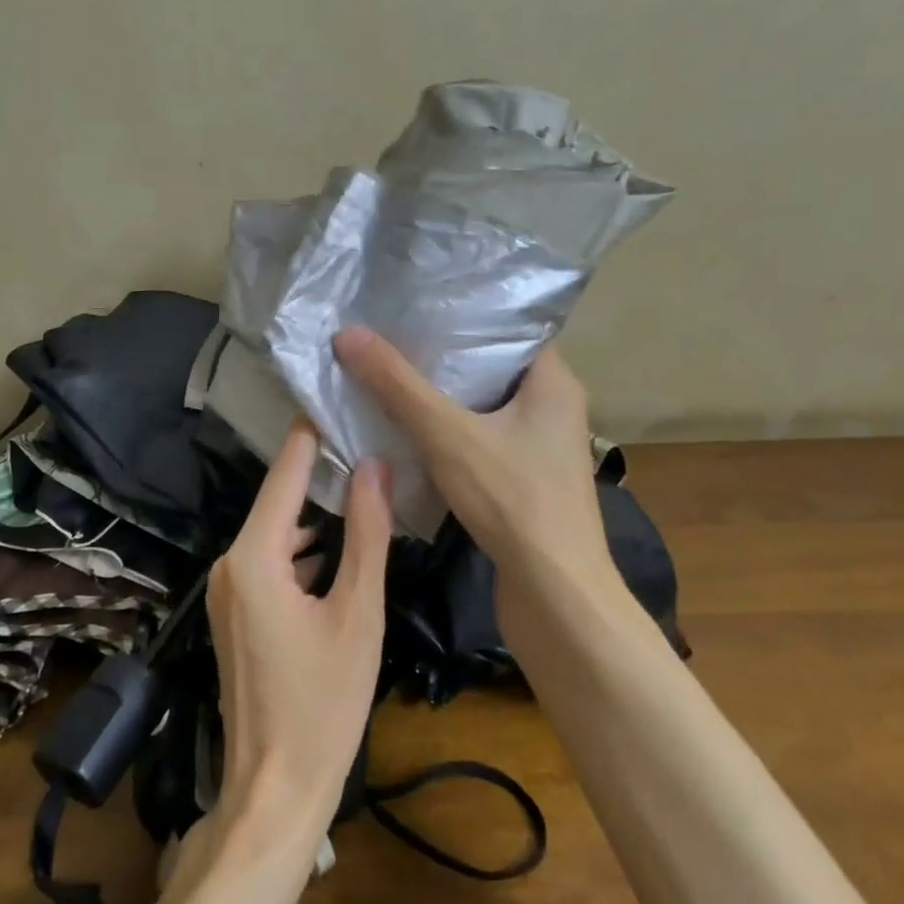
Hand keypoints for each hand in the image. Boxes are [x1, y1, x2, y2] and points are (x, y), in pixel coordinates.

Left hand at [208, 419, 390, 836]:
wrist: (275, 791)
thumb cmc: (324, 704)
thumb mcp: (358, 613)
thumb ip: (366, 534)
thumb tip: (373, 465)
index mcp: (254, 556)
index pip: (286, 472)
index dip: (313, 433)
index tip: (341, 395)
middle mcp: (230, 563)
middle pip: (279, 500)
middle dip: (322, 472)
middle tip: (370, 439)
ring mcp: (229, 590)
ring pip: (277, 531)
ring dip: (316, 513)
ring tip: (366, 482)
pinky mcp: (236, 613)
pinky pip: (271, 561)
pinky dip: (304, 548)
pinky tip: (341, 546)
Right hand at [333, 326, 615, 592]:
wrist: (556, 595)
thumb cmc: (514, 499)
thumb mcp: (447, 434)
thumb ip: (398, 385)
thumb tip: (347, 334)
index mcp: (552, 381)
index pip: (506, 329)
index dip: (458, 316)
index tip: (409, 308)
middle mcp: (552, 407)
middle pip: (487, 368)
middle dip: (438, 358)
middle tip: (386, 339)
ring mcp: (541, 447)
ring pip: (482, 407)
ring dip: (439, 399)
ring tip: (387, 376)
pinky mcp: (525, 480)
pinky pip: (481, 440)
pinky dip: (448, 434)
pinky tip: (407, 431)